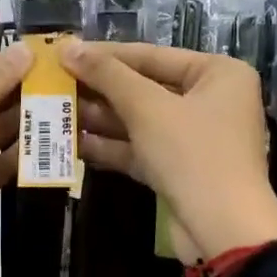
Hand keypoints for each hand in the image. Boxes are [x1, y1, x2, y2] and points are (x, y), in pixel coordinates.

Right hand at [59, 40, 276, 263]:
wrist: (222, 229)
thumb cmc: (192, 153)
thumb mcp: (147, 108)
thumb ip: (107, 75)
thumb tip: (67, 47)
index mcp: (217, 73)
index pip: (152, 55)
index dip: (105, 54)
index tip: (64, 52)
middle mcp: (210, 100)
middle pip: (145, 88)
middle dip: (99, 90)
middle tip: (54, 83)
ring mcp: (194, 138)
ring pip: (140, 121)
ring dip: (100, 118)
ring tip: (55, 111)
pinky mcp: (179, 169)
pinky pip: (141, 148)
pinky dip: (111, 146)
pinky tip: (73, 142)